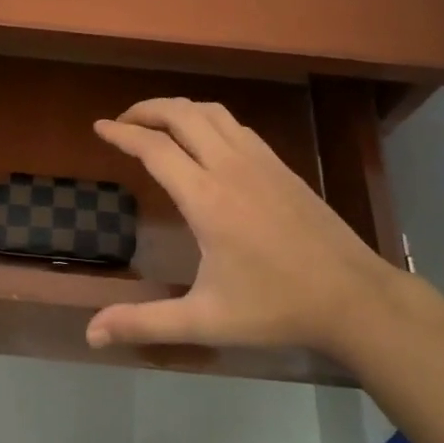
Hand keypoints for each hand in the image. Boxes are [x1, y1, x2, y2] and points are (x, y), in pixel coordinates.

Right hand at [86, 98, 393, 353]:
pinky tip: (205, 139)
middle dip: (146, 110)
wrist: (353, 296)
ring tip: (156, 122)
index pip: (154, 148)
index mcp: (206, 198)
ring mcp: (259, 161)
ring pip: (211, 112)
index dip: (121, 134)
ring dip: (178, 109)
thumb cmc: (275, 307)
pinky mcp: (280, 165)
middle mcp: (230, 166)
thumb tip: (90, 334)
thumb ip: (145, 322)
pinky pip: (235, 125)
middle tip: (122, 122)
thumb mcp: (205, 321)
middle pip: (181, 114)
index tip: (98, 127)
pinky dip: (208, 119)